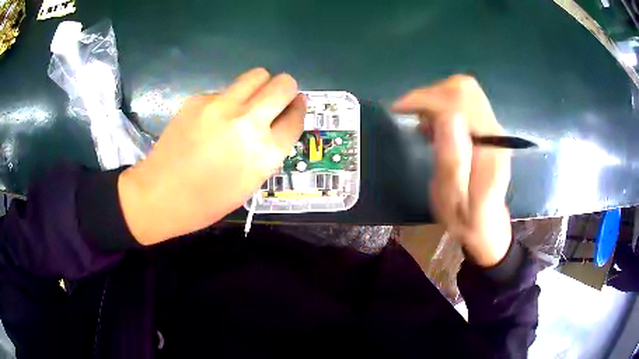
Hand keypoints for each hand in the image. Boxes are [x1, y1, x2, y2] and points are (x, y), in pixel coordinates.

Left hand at [118, 68, 304, 244]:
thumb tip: (276, 122)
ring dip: (260, 85)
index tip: (295, 104)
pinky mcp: (199, 99)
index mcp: (265, 152)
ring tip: (247, 102)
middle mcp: (248, 122)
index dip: (298, 108)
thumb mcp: (250, 182)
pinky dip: (226, 100)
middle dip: (286, 88)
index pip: (295, 117)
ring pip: (256, 75)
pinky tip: (211, 119)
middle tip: (276, 98)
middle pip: (283, 84)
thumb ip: (268, 150)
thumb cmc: (207, 201)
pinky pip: (224, 90)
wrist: (160, 194)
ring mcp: (221, 106)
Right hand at [392, 75, 511, 266]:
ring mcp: (492, 128)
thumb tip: (446, 117)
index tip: (400, 110)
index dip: (428, 99)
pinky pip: (464, 102)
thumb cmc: (466, 219)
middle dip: (431, 95)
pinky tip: (434, 127)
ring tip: (422, 124)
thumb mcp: (452, 199)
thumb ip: (452, 161)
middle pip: (464, 89)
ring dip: (436, 99)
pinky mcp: (487, 129)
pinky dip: (442, 105)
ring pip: (463, 91)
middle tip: (412, 117)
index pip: (461, 102)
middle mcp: (495, 131)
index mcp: (490, 148)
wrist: (486, 225)